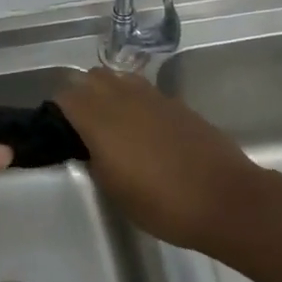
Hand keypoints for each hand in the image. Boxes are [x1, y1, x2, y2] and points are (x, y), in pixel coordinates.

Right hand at [56, 67, 261, 251]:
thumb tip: (87, 145)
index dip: (56, 113)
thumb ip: (93, 158)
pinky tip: (143, 129)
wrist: (225, 199)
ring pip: (117, 78)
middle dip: (81, 95)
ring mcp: (151, 96)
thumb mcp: (113, 189)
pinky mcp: (175, 103)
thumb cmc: (162, 203)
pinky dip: (134, 102)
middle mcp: (121, 96)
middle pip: (89, 78)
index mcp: (98, 117)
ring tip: (112, 123)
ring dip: (108, 93)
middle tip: (82, 127)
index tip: (58, 133)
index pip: (64, 97)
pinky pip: (143, 91)